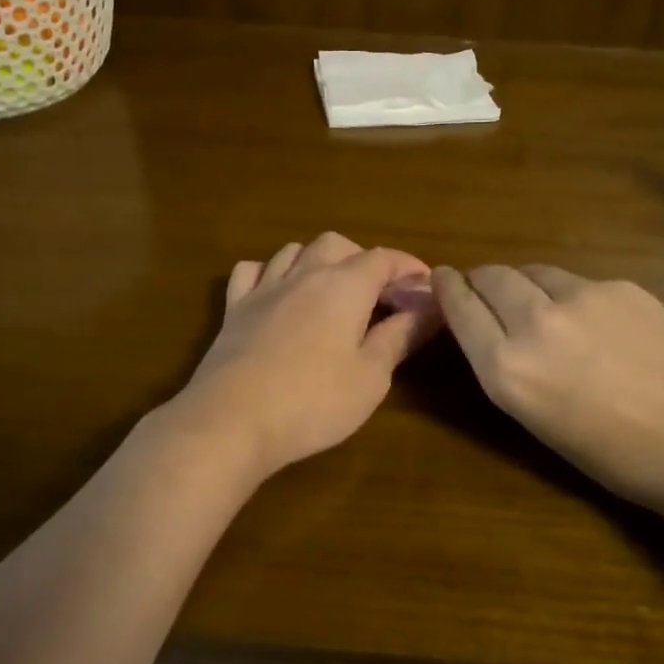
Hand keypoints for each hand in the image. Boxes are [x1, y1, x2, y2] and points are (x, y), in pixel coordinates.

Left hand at [168, 233, 439, 482]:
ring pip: (293, 250)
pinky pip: (251, 271)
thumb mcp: (371, 377)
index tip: (425, 287)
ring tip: (332, 290)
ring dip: (318, 260)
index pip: (383, 258)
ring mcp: (263, 288)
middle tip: (379, 294)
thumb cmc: (313, 402)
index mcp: (344, 286)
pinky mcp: (233, 309)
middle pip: (336, 244)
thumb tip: (431, 309)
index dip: (408, 267)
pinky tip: (278, 293)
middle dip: (363, 259)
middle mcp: (303, 274)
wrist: (231, 420)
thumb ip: (400, 337)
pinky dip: (270, 272)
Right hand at [432, 264, 663, 508]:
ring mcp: (579, 296)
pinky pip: (577, 281)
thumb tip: (488, 325)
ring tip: (541, 307)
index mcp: (505, 366)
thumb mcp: (533, 417)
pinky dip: (570, 294)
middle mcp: (533, 321)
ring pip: (532, 271)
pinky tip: (595, 323)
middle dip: (482, 281)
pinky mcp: (619, 285)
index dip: (446, 288)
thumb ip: (502, 364)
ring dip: (524, 284)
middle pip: (490, 275)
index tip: (442, 279)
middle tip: (488, 293)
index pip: (458, 305)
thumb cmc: (611, 455)